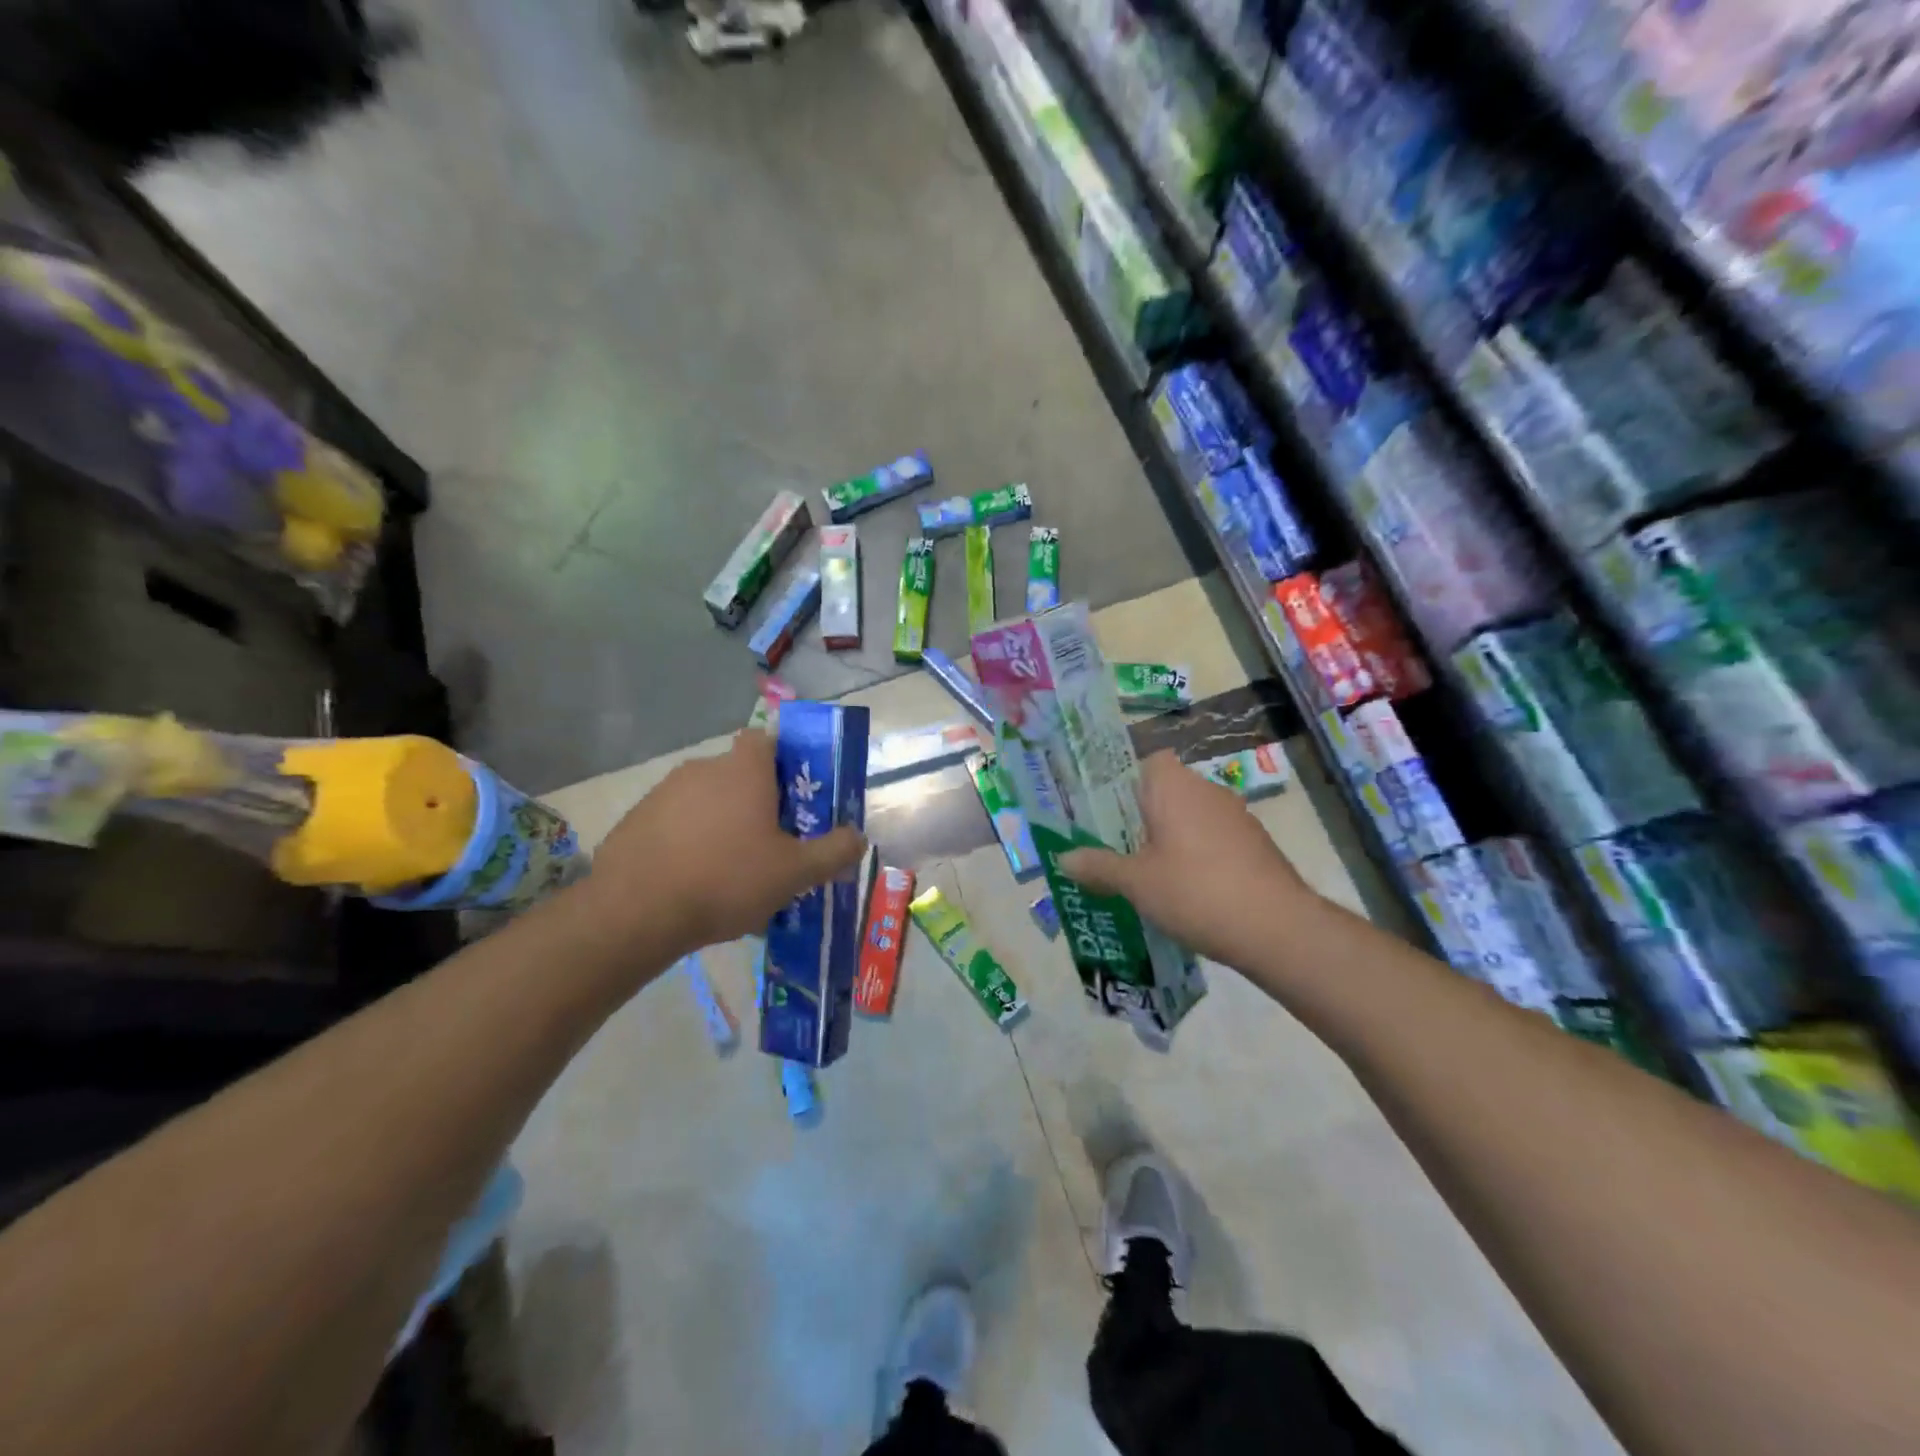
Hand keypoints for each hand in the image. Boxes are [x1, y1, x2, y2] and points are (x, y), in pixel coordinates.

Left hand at [578, 730, 865, 958]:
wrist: (636, 911)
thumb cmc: (727, 879)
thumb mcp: (794, 872)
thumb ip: (833, 852)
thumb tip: (858, 838)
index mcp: (744, 770)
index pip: (766, 738)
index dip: (784, 760)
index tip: (795, 794)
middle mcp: (703, 768)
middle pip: (739, 773)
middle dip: (756, 802)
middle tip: (772, 842)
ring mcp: (664, 792)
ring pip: (706, 799)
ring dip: (722, 823)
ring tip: (733, 870)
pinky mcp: (636, 819)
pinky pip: (676, 821)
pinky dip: (689, 841)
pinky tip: (695, 881)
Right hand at [1058, 750, 1318, 965]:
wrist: (1277, 928)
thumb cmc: (1195, 892)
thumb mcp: (1136, 883)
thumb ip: (1099, 866)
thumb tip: (1063, 859)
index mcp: (1174, 787)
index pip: (1146, 762)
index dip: (1124, 782)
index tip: (1106, 813)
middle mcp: (1207, 791)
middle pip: (1166, 791)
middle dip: (1142, 817)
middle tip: (1115, 848)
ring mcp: (1237, 817)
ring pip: (1191, 817)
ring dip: (1171, 839)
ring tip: (1145, 874)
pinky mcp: (1255, 845)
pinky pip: (1213, 839)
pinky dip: (1197, 856)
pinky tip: (1186, 891)